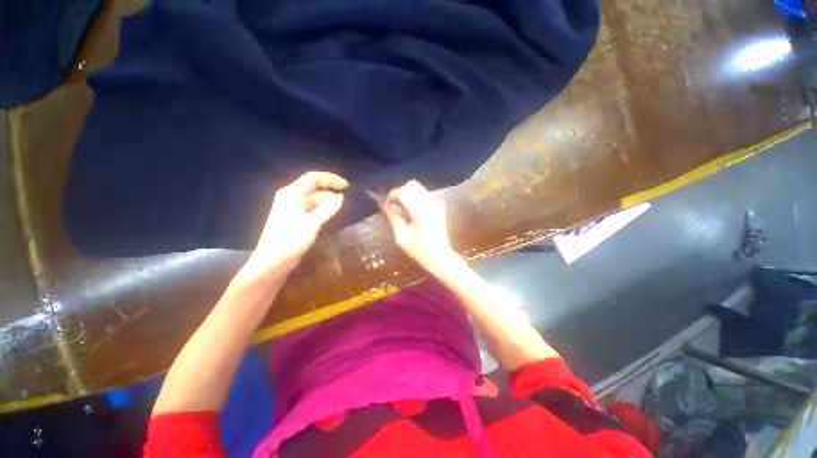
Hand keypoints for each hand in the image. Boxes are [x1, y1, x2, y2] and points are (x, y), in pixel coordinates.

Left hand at [246, 171, 347, 274]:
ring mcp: (293, 209)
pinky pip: (312, 210)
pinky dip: (322, 212)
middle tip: (347, 201)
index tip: (346, 186)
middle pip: (314, 189)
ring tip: (342, 210)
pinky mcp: (295, 220)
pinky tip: (332, 217)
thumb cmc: (290, 239)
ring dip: (327, 204)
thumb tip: (341, 197)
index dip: (330, 179)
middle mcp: (291, 198)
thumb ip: (328, 208)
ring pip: (314, 201)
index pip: (313, 178)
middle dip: (331, 193)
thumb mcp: (312, 222)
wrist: (273, 261)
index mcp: (292, 193)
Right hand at [384, 180, 460, 273]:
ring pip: (418, 188)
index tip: (387, 203)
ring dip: (408, 194)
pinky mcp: (439, 206)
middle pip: (412, 185)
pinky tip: (412, 211)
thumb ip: (394, 218)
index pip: (404, 192)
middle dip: (400, 192)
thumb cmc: (419, 251)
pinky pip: (424, 194)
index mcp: (420, 212)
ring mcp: (437, 204)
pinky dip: (415, 198)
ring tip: (402, 209)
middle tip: (394, 205)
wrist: (440, 256)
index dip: (392, 195)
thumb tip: (385, 205)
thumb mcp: (402, 237)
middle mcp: (430, 204)